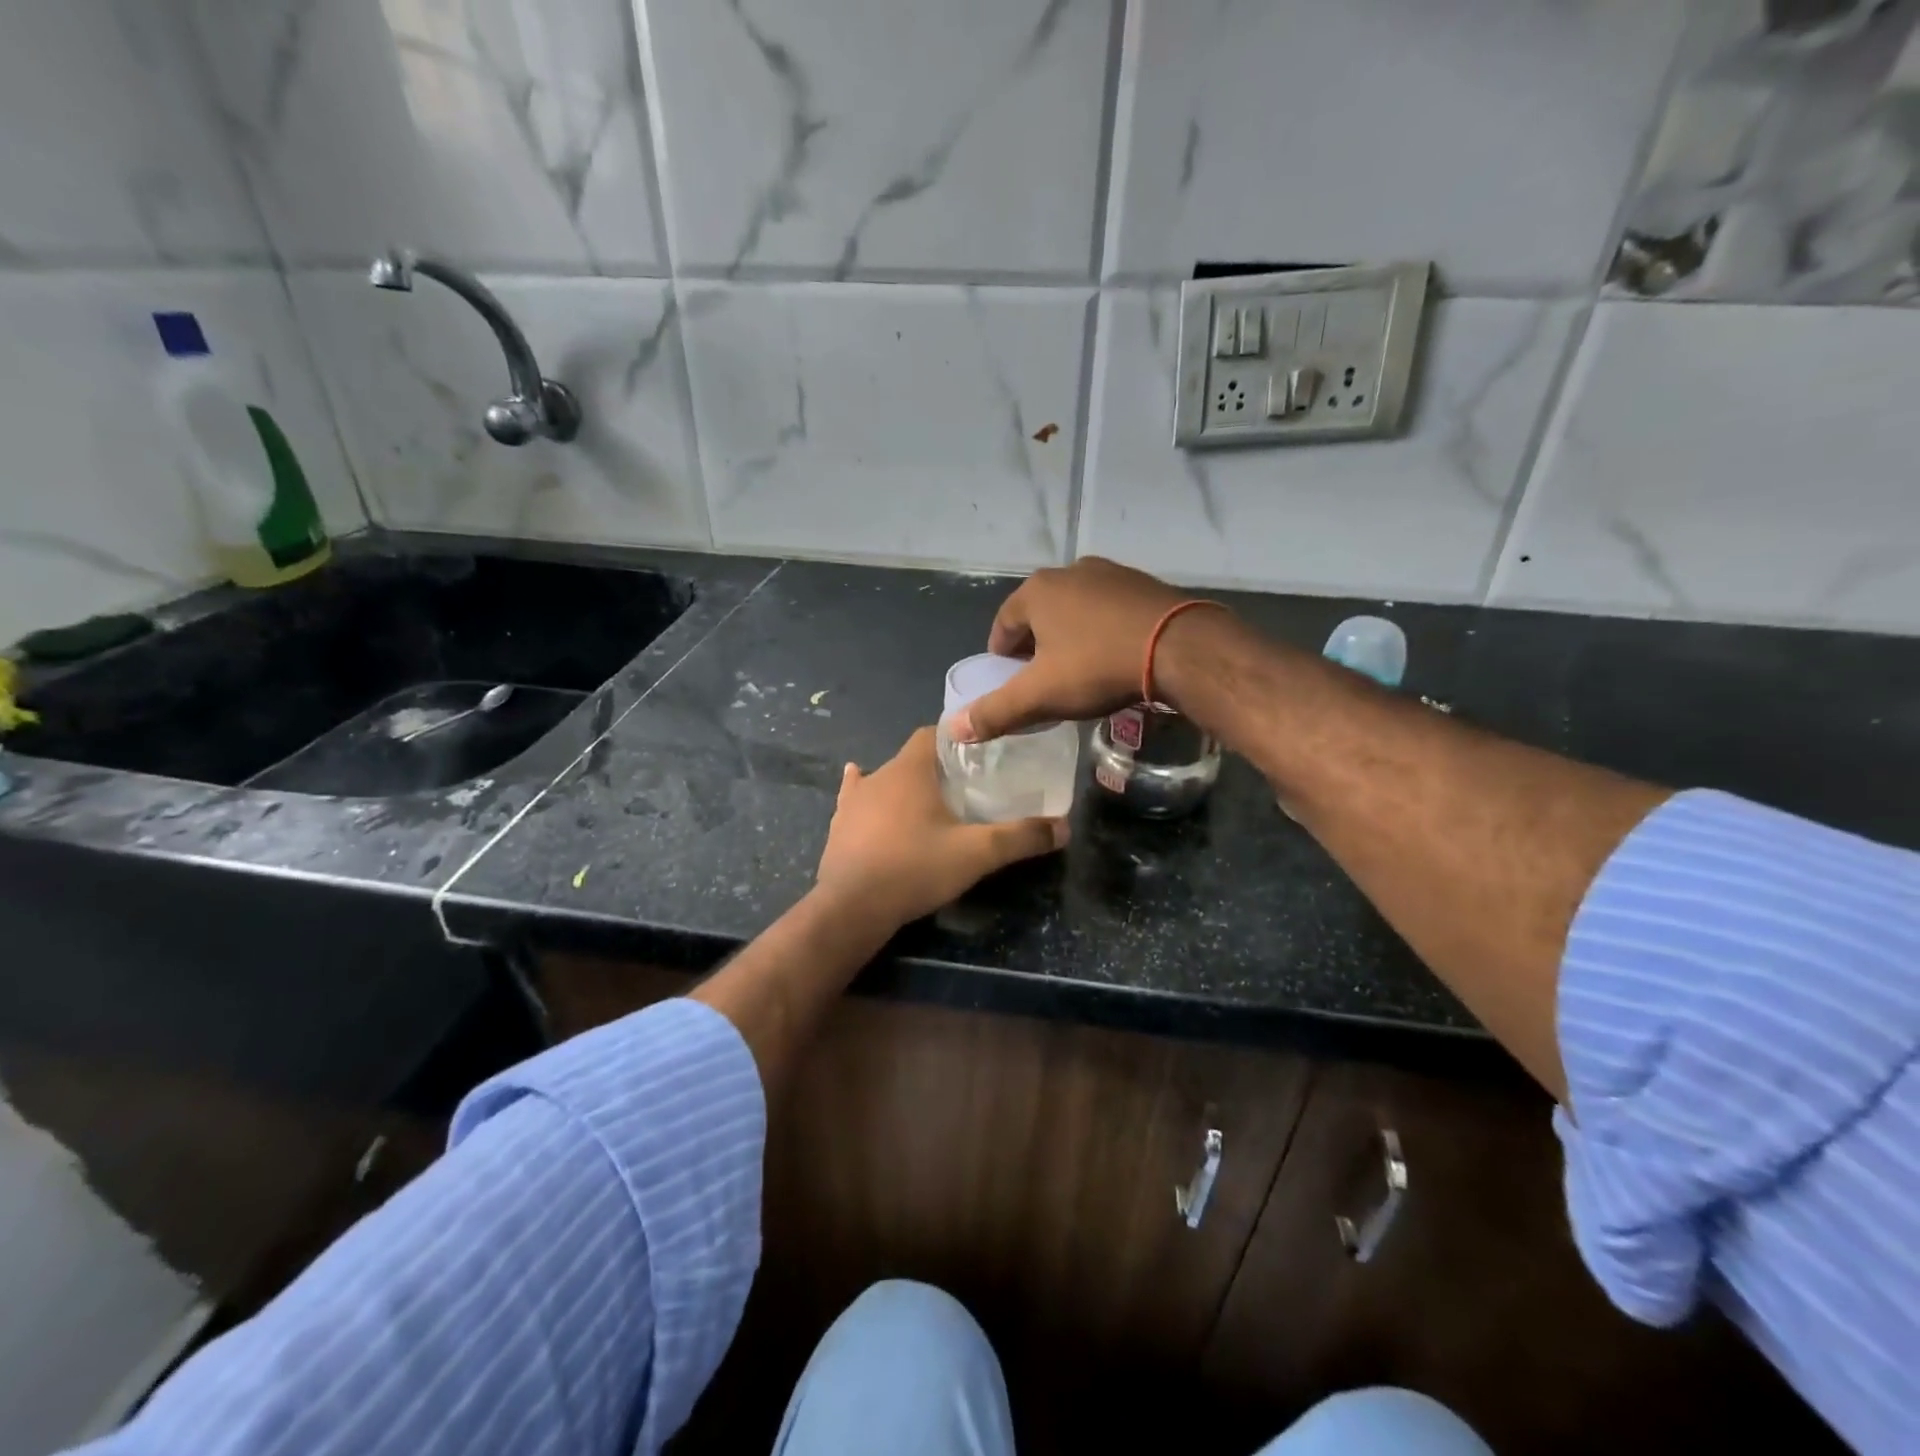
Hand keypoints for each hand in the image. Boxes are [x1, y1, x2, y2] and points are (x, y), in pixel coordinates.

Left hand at [814, 727, 1067, 929]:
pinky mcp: (839, 825)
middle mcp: (879, 775)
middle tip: (963, 787)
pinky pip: (854, 799)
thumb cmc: (915, 868)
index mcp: (911, 770)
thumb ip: (1021, 837)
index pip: (932, 734)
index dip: (955, 740)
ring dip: (903, 785)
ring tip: (926, 802)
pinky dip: (865, 796)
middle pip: (912, 759)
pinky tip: (863, 794)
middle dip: (936, 768)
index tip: (978, 756)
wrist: (852, 907)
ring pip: (884, 780)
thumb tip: (1064, 827)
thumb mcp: (976, 854)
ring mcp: (853, 801)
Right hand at [943, 557, 1188, 742]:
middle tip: (1045, 681)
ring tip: (1081, 670)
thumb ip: (995, 712)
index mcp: (1036, 591)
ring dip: (1070, 637)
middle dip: (1036, 647)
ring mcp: (1110, 573)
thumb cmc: (1098, 666)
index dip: (1002, 658)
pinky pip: (1109, 610)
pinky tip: (1115, 656)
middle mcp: (1069, 571)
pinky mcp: (1143, 584)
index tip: (1012, 683)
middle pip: (1039, 615)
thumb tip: (953, 729)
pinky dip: (1102, 630)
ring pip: (1075, 610)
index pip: (1003, 626)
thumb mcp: (1041, 695)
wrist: (1179, 647)